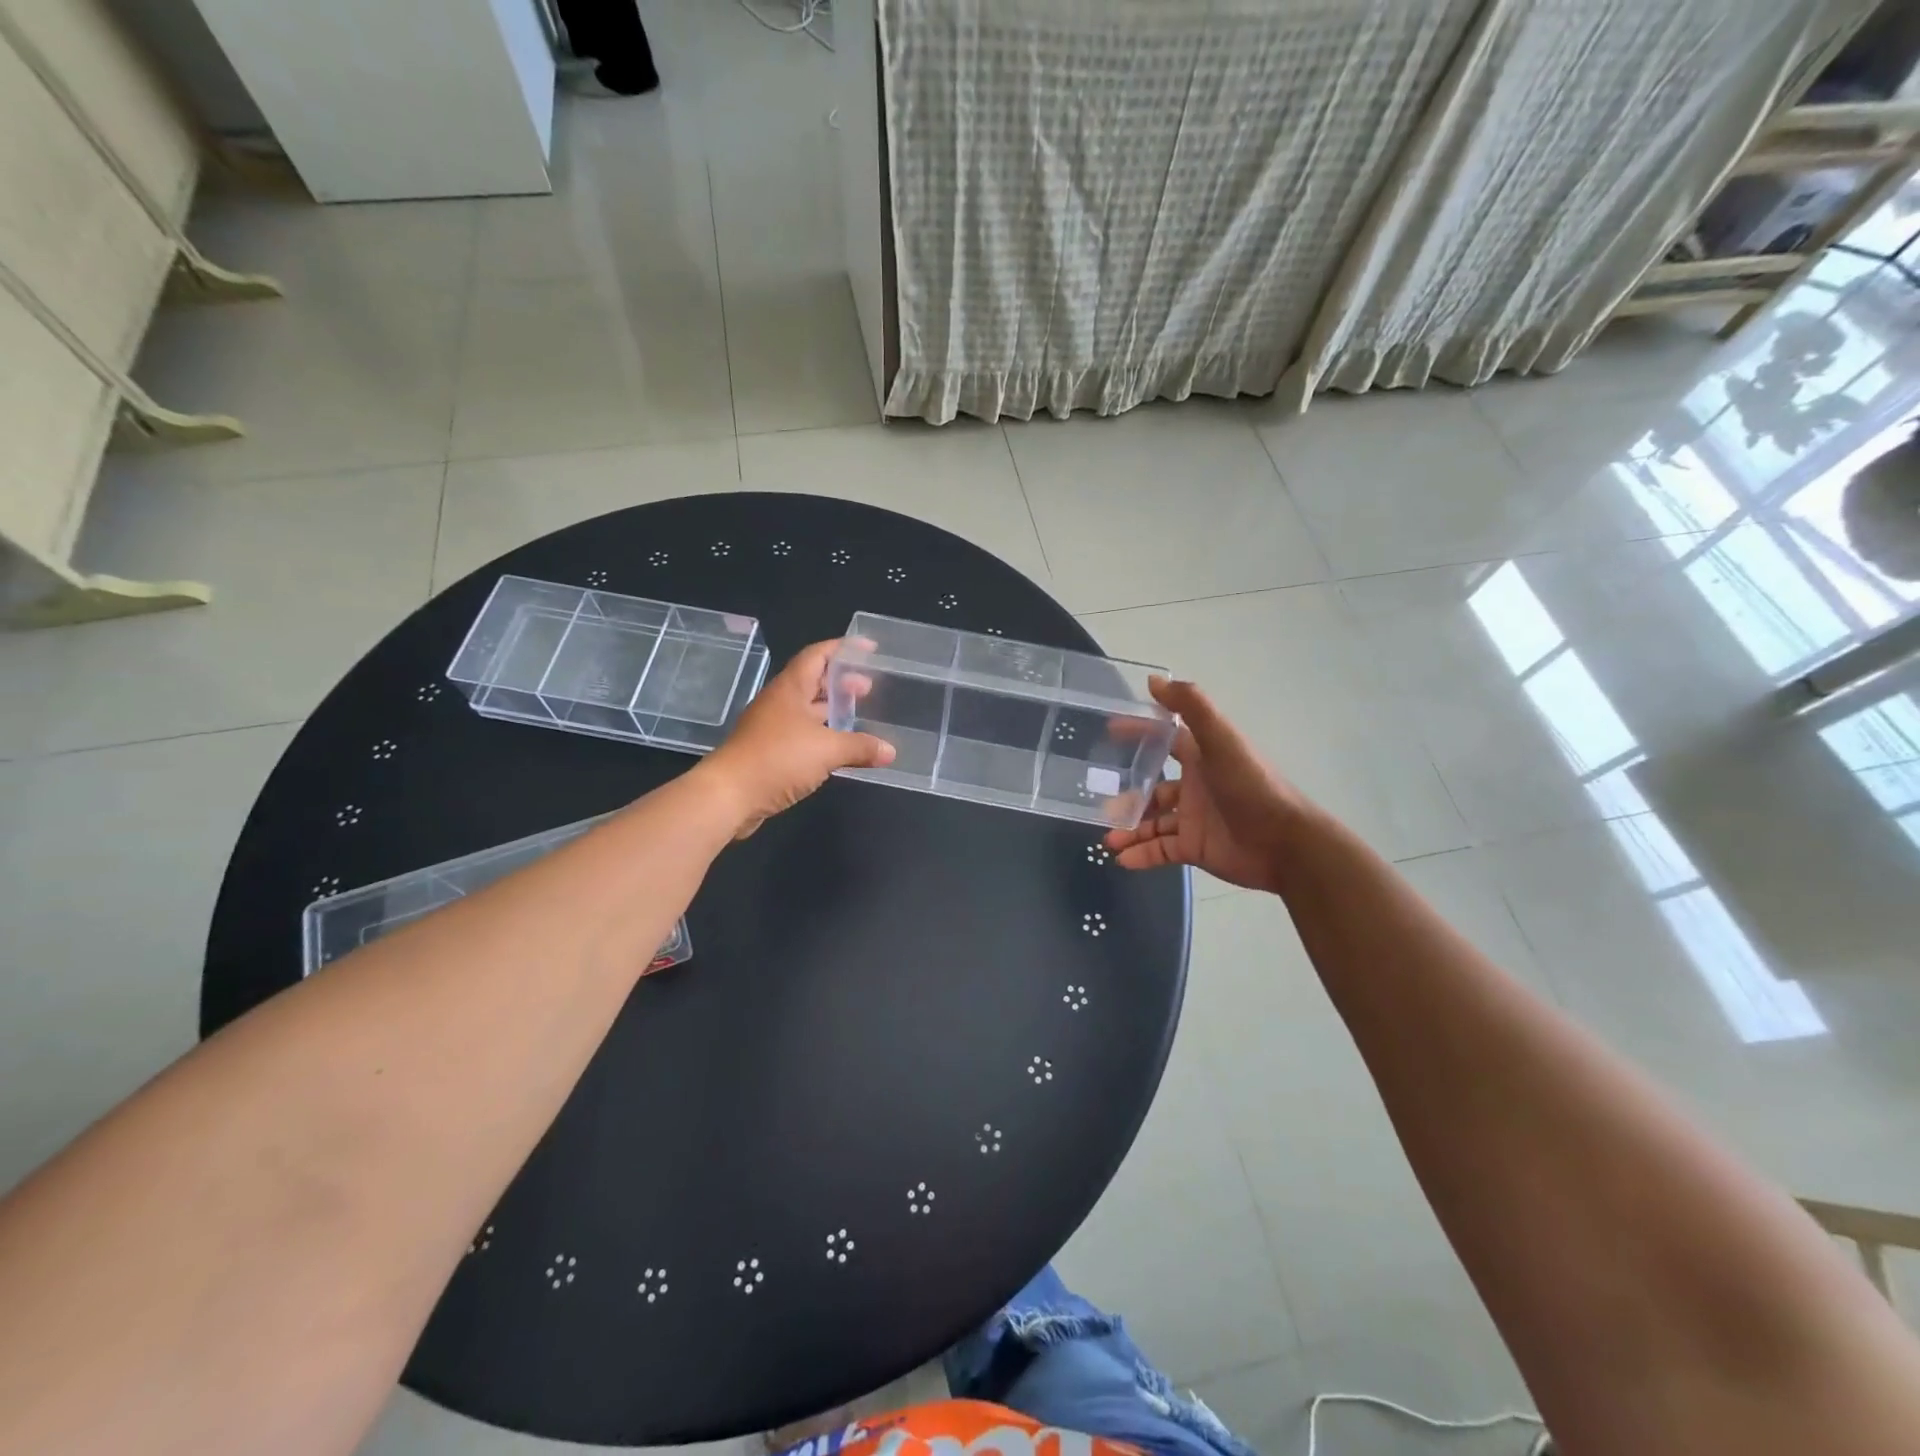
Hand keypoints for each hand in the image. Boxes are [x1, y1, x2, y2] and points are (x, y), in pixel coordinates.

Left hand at [700, 639, 893, 837]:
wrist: (729, 796)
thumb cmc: (777, 759)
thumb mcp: (827, 750)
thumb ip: (860, 747)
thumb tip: (890, 751)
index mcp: (790, 689)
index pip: (817, 655)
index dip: (842, 648)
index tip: (868, 648)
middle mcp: (780, 703)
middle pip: (813, 682)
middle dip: (841, 682)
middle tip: (869, 688)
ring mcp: (772, 728)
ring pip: (808, 711)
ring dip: (832, 711)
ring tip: (859, 716)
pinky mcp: (770, 753)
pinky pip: (802, 736)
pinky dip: (823, 736)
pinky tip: (840, 748)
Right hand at [1103, 677, 1311, 892]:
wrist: (1285, 844)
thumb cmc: (1251, 786)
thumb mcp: (1221, 739)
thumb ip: (1190, 706)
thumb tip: (1153, 680)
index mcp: (1202, 757)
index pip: (1165, 740)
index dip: (1139, 733)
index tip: (1109, 730)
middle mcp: (1195, 786)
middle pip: (1152, 788)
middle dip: (1128, 795)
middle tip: (1103, 804)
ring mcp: (1194, 819)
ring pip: (1152, 822)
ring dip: (1130, 829)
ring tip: (1109, 839)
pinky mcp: (1195, 848)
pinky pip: (1161, 850)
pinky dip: (1141, 854)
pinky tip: (1123, 859)